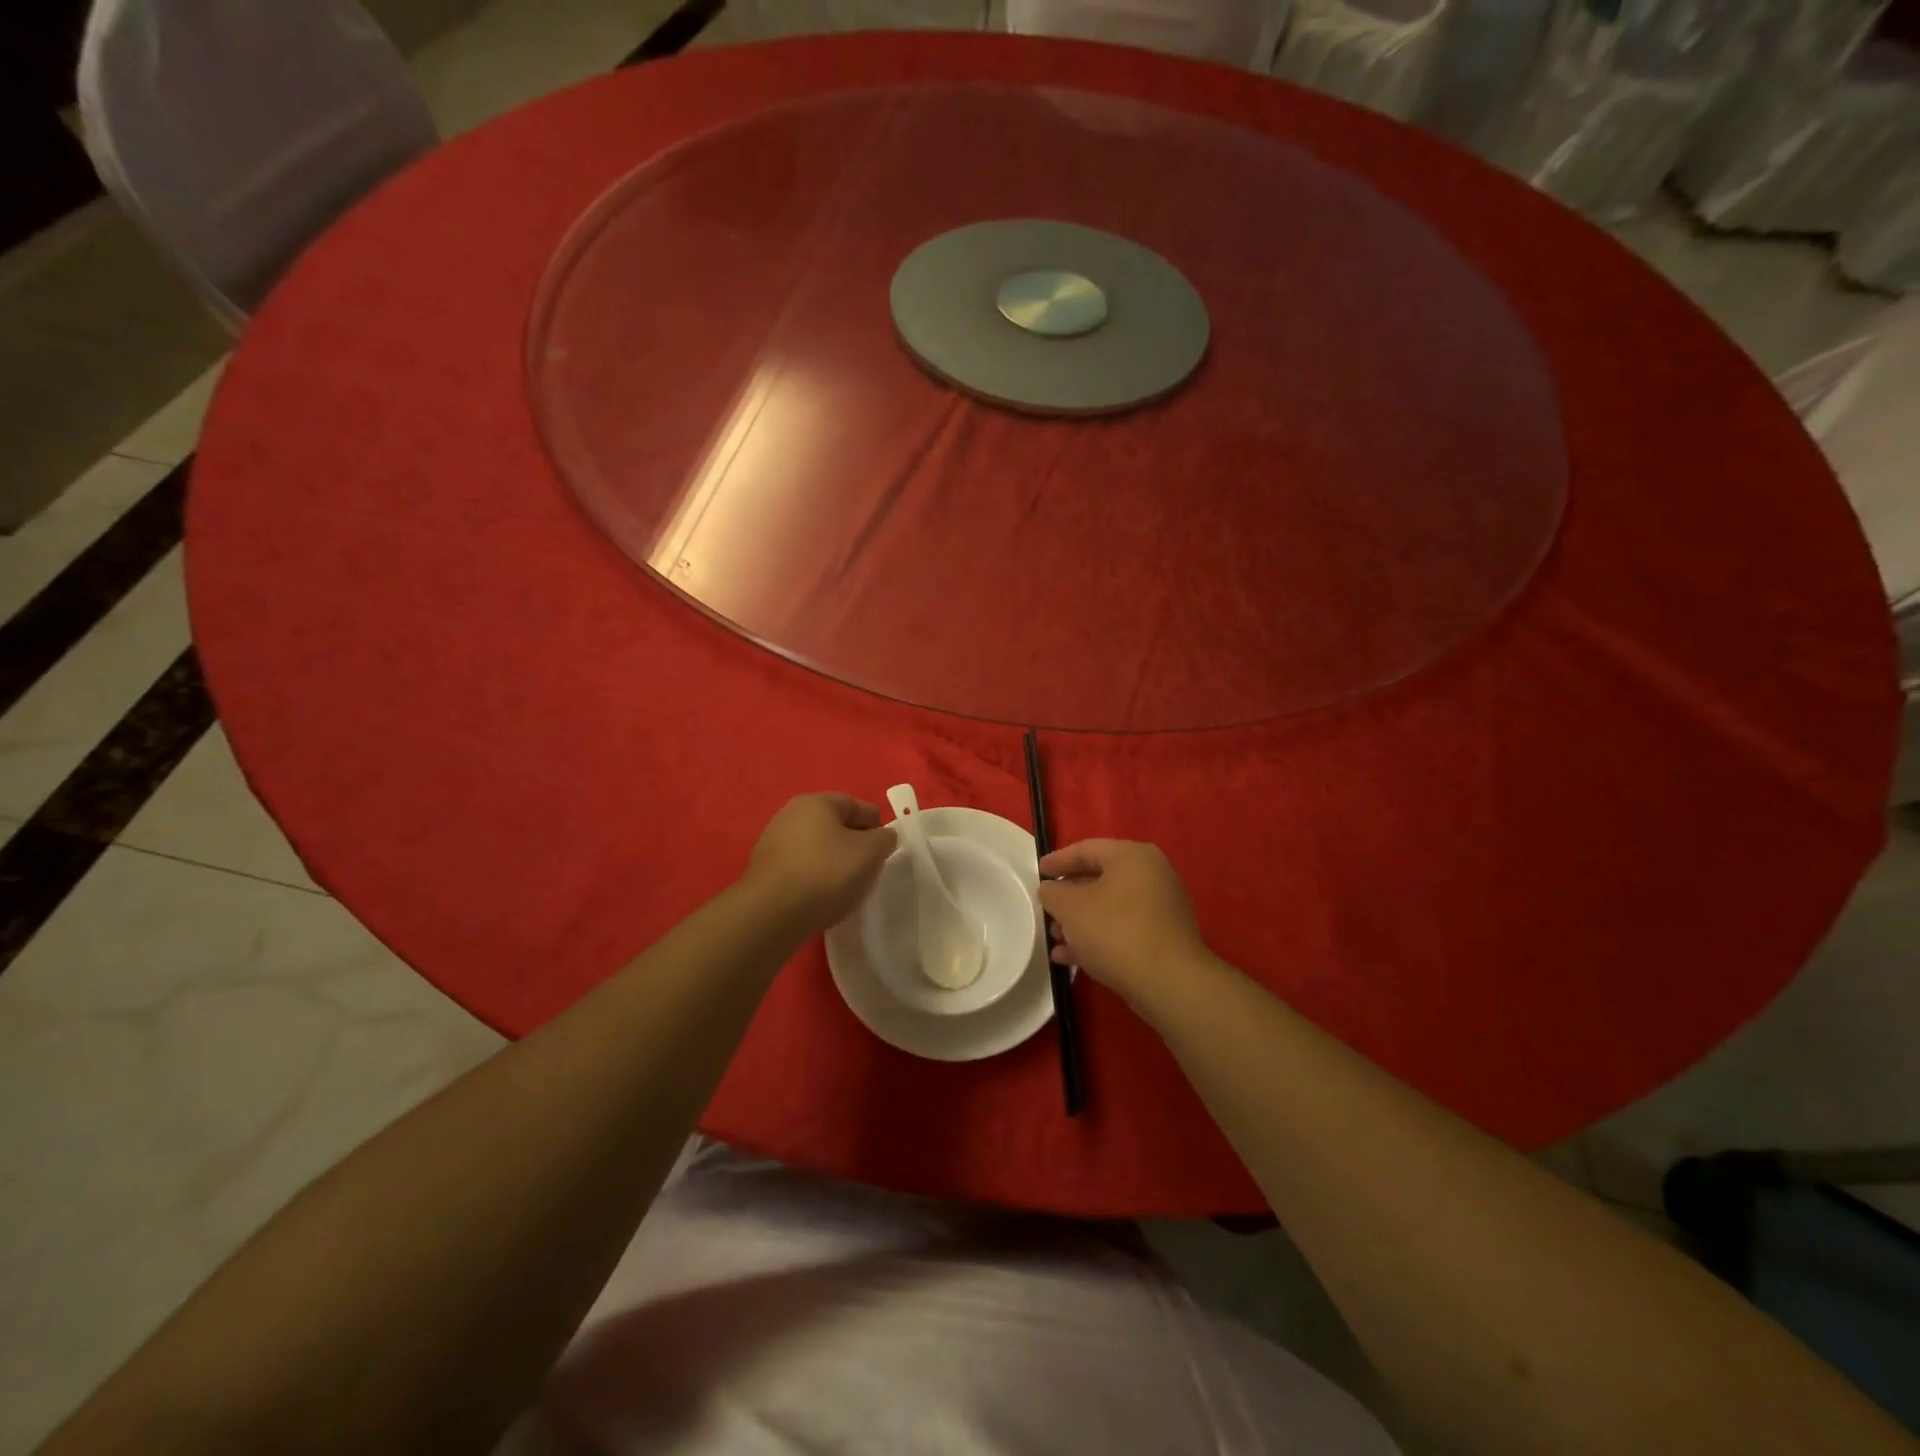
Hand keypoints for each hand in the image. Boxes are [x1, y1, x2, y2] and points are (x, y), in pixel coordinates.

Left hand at [743, 793, 896, 933]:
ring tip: (846, 888)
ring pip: (817, 848)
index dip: (877, 827)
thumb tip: (882, 837)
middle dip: (855, 846)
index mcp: (817, 802)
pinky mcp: (765, 870)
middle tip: (868, 870)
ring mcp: (773, 842)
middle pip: (835, 826)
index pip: (857, 806)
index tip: (886, 852)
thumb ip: (885, 839)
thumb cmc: (826, 873)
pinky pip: (801, 868)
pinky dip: (815, 878)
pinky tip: (822, 897)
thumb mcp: (870, 853)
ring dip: (835, 863)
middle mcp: (791, 814)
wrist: (771, 914)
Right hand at [1038, 839, 1209, 1009]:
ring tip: (1054, 938)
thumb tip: (1050, 889)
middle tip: (1046, 907)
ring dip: (1079, 921)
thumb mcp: (1071, 908)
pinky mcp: (1163, 938)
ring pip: (1109, 907)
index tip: (1038, 872)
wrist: (1168, 982)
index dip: (1058, 860)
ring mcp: (1161, 908)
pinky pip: (1122, 929)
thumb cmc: (1115, 931)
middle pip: (1099, 879)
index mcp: (1132, 856)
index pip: (1087, 849)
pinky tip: (1070, 957)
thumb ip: (1053, 893)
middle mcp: (1151, 875)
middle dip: (1068, 897)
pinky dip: (1097, 937)